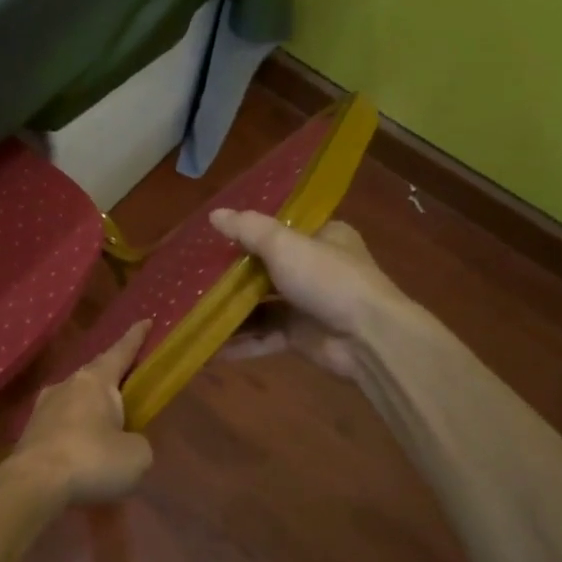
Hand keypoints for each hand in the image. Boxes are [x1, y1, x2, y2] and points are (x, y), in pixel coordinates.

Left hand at [4, 319, 154, 504]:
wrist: (33, 484)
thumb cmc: (92, 459)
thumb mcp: (136, 455)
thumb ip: (137, 442)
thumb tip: (125, 443)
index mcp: (95, 381)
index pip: (120, 352)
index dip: (135, 338)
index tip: (146, 321)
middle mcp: (66, 385)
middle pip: (95, 376)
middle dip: (112, 381)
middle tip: (128, 388)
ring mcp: (43, 408)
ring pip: (75, 401)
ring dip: (90, 411)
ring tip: (105, 429)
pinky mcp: (30, 433)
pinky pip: (61, 426)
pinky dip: (75, 435)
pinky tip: (82, 453)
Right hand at [208, 210, 409, 380]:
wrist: (368, 338)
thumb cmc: (328, 279)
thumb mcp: (284, 245)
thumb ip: (248, 229)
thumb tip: (214, 214)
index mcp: (323, 237)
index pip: (283, 228)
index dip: (250, 230)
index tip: (216, 235)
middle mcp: (316, 269)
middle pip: (266, 268)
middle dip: (232, 274)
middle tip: (194, 274)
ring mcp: (308, 305)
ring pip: (261, 305)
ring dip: (231, 310)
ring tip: (193, 310)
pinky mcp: (300, 337)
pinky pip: (263, 336)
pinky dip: (240, 342)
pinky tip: (208, 347)